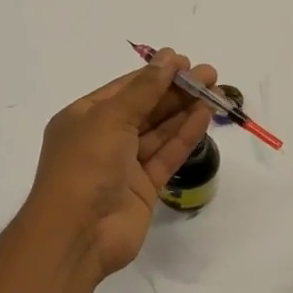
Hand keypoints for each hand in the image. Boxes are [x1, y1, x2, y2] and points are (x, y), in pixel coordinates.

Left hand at [25, 50, 216, 282]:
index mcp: (84, 118)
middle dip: (175, 90)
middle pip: (145, 108)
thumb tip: (168, 58)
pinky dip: (184, 136)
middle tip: (209, 75)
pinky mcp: (143, 188)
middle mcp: (103, 139)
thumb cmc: (85, 165)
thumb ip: (143, 90)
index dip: (155, 74)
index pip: (124, 89)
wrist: (78, 234)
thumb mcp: (110, 118)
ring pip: (159, 132)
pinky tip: (204, 117)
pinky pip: (166, 156)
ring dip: (184, 111)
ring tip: (214, 92)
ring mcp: (124, 165)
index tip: (184, 61)